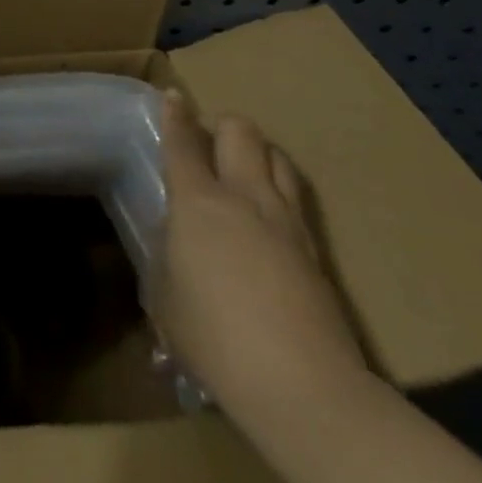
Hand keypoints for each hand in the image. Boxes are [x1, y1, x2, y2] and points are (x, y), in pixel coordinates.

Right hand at [154, 94, 367, 418]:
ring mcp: (287, 220)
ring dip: (258, 154)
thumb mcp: (165, 297)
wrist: (303, 386)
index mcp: (199, 201)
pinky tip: (269, 218)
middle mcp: (245, 196)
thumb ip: (165, 257)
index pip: (183, 142)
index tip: (173, 96)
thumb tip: (174, 241)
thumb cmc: (215, 338)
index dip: (175, 115)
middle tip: (209, 147)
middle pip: (241, 131)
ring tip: (244, 174)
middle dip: (223, 126)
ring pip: (277, 156)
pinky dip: (278, 191)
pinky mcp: (316, 250)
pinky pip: (295, 197)